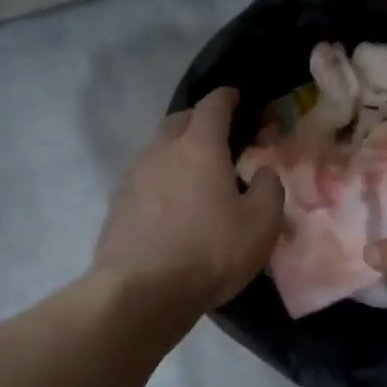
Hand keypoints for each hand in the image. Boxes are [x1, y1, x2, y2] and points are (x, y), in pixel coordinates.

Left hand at [94, 88, 283, 316]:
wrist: (142, 291)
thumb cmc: (211, 250)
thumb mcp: (262, 222)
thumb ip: (269, 188)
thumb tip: (262, 171)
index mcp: (199, 147)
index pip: (213, 106)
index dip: (227, 97)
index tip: (237, 95)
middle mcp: (161, 151)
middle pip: (180, 120)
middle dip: (200, 120)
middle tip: (221, 134)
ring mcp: (133, 176)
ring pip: (158, 148)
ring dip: (178, 150)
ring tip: (197, 171)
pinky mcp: (118, 204)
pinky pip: (145, 177)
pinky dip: (162, 178)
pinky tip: (173, 202)